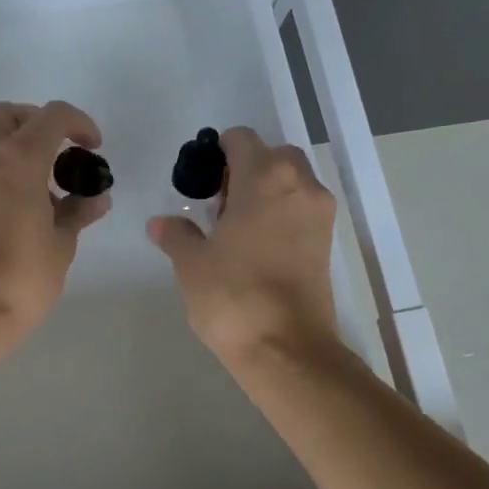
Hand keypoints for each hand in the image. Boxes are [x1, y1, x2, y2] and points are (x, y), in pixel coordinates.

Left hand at [0, 100, 111, 335]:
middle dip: (39, 123)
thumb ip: (79, 211)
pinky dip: (2, 167)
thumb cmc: (21, 277)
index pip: (52, 116)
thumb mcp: (61, 244)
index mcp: (17, 160)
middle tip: (62, 152)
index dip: (80, 123)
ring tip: (47, 187)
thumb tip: (96, 197)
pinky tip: (25, 204)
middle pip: (10, 114)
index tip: (93, 148)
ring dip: (19, 146)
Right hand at [148, 127, 340, 366]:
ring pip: (291, 182)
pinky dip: (281, 213)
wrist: (286, 350)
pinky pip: (302, 208)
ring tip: (236, 228)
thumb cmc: (233, 296)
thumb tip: (160, 223)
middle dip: (245, 170)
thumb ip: (176, 235)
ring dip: (265, 191)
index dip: (216, 153)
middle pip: (272, 156)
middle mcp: (300, 185)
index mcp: (265, 177)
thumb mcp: (192, 264)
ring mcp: (319, 214)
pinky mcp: (328, 242)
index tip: (200, 182)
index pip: (240, 139)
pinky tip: (256, 247)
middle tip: (218, 205)